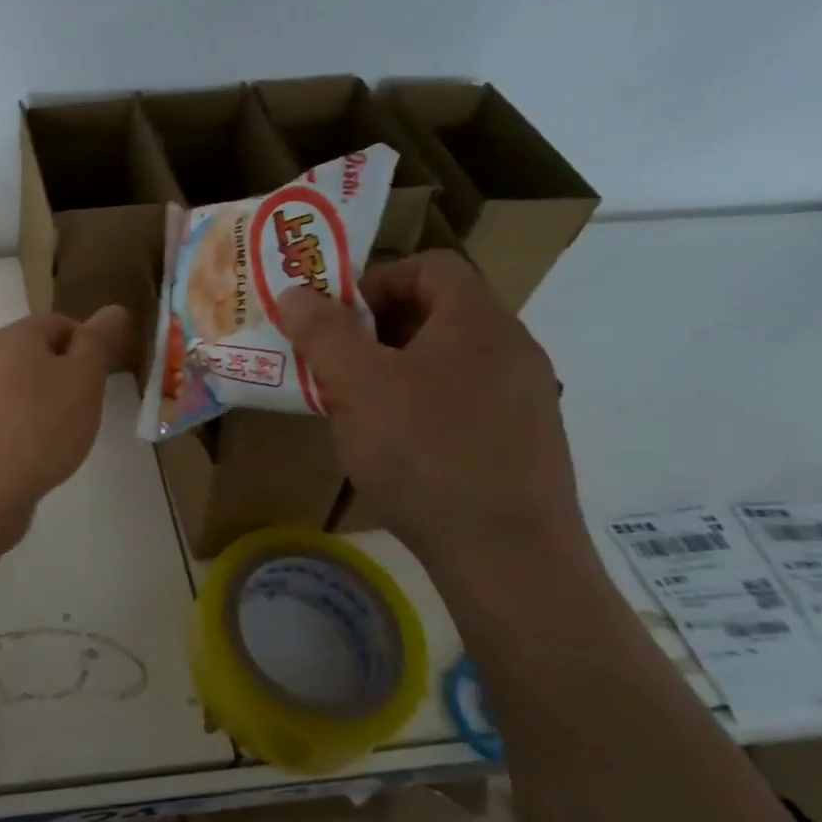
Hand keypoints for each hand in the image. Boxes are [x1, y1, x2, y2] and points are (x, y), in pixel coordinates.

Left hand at [0, 306, 131, 545]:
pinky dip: (22, 429)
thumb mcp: (84, 379)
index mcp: (13, 337)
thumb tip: (113, 309)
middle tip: (87, 407)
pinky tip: (34, 456)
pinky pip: (2, 418)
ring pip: (17, 388)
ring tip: (63, 436)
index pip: (59, 323)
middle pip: (35, 355)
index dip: (88, 344)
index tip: (104, 376)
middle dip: (65, 375)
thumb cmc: (39, 427)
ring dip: (43, 404)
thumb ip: (99, 341)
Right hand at [276, 252, 584, 575]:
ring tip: (358, 409)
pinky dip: (423, 406)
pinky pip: (465, 400)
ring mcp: (526, 397)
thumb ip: (322, 331)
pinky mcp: (524, 441)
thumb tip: (295, 292)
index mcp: (478, 320)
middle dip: (376, 331)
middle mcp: (512, 348)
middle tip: (336, 365)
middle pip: (437, 311)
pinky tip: (398, 448)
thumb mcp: (357, 385)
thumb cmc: (424, 453)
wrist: (508, 556)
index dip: (376, 280)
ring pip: (447, 360)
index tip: (337, 321)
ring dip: (396, 371)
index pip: (430, 265)